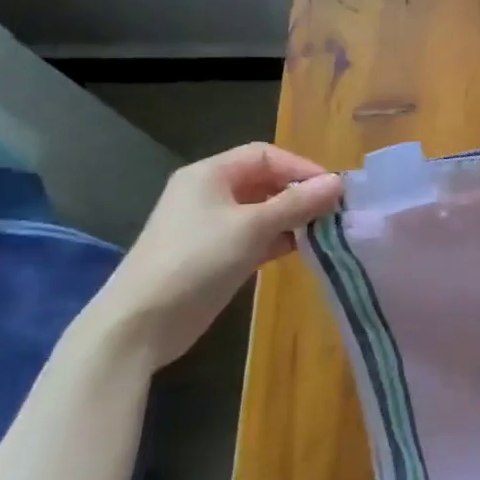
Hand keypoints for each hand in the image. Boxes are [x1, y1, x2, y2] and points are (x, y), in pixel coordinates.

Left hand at [101, 143, 343, 364]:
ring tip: (325, 231)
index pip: (266, 155)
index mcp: (210, 174)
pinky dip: (278, 239)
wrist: (141, 324)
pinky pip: (255, 236)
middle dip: (299, 193)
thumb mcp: (252, 227)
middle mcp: (209, 193)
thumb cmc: (197, 261)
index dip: (301, 167)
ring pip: (262, 210)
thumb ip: (297, 203)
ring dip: (292, 218)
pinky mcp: (215, 255)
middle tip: (334, 211)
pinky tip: (302, 249)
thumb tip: (338, 183)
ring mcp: (210, 226)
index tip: (334, 189)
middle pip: (264, 181)